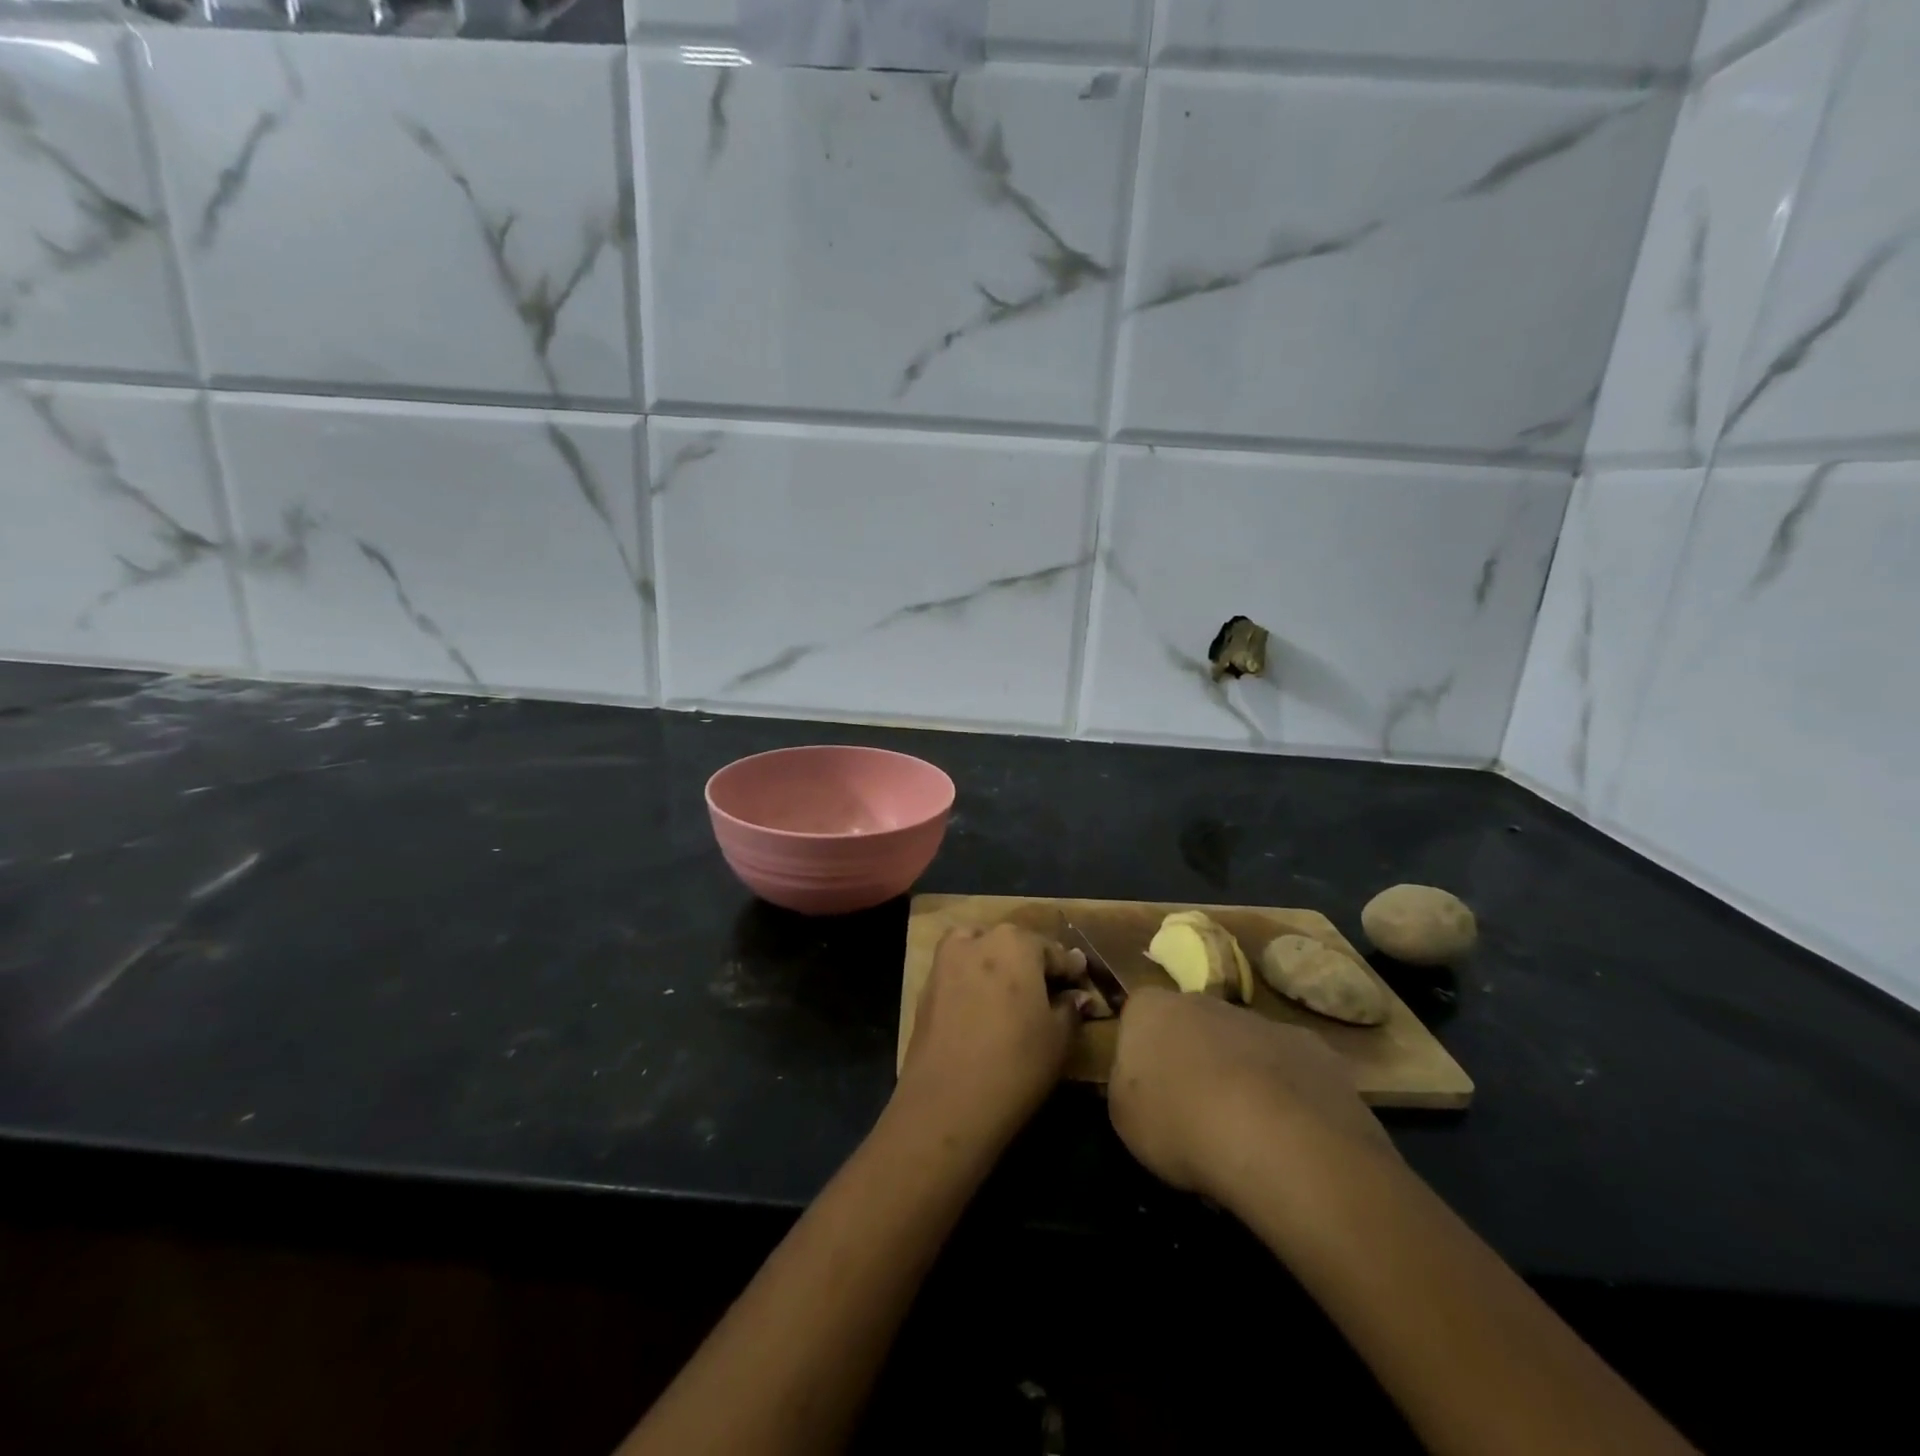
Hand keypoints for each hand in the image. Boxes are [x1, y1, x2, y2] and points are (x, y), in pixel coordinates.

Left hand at [896, 924, 1091, 1144]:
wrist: (946, 1103)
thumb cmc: (1015, 1064)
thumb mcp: (1058, 1038)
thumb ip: (1070, 1008)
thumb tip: (1076, 995)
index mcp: (1015, 942)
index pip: (1053, 951)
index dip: (1070, 971)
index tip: (1080, 987)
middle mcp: (978, 939)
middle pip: (1013, 945)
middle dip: (1032, 965)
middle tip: (1048, 995)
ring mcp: (946, 960)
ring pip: (980, 952)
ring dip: (997, 966)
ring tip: (1012, 998)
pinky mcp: (926, 986)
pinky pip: (959, 974)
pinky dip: (973, 982)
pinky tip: (983, 1009)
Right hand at [1107, 989, 1396, 1205]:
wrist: (1277, 1140)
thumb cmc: (1181, 1124)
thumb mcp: (1123, 1117)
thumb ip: (1127, 1087)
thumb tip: (1142, 1083)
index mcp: (1151, 1008)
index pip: (1138, 1018)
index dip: (1142, 1054)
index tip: (1148, 1093)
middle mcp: (1205, 1000)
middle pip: (1193, 1026)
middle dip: (1194, 1059)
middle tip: (1195, 1113)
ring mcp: (1262, 1021)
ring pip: (1244, 1046)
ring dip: (1242, 1077)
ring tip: (1246, 1134)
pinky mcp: (1313, 1049)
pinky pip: (1290, 1071)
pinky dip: (1288, 1097)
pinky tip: (1290, 1138)